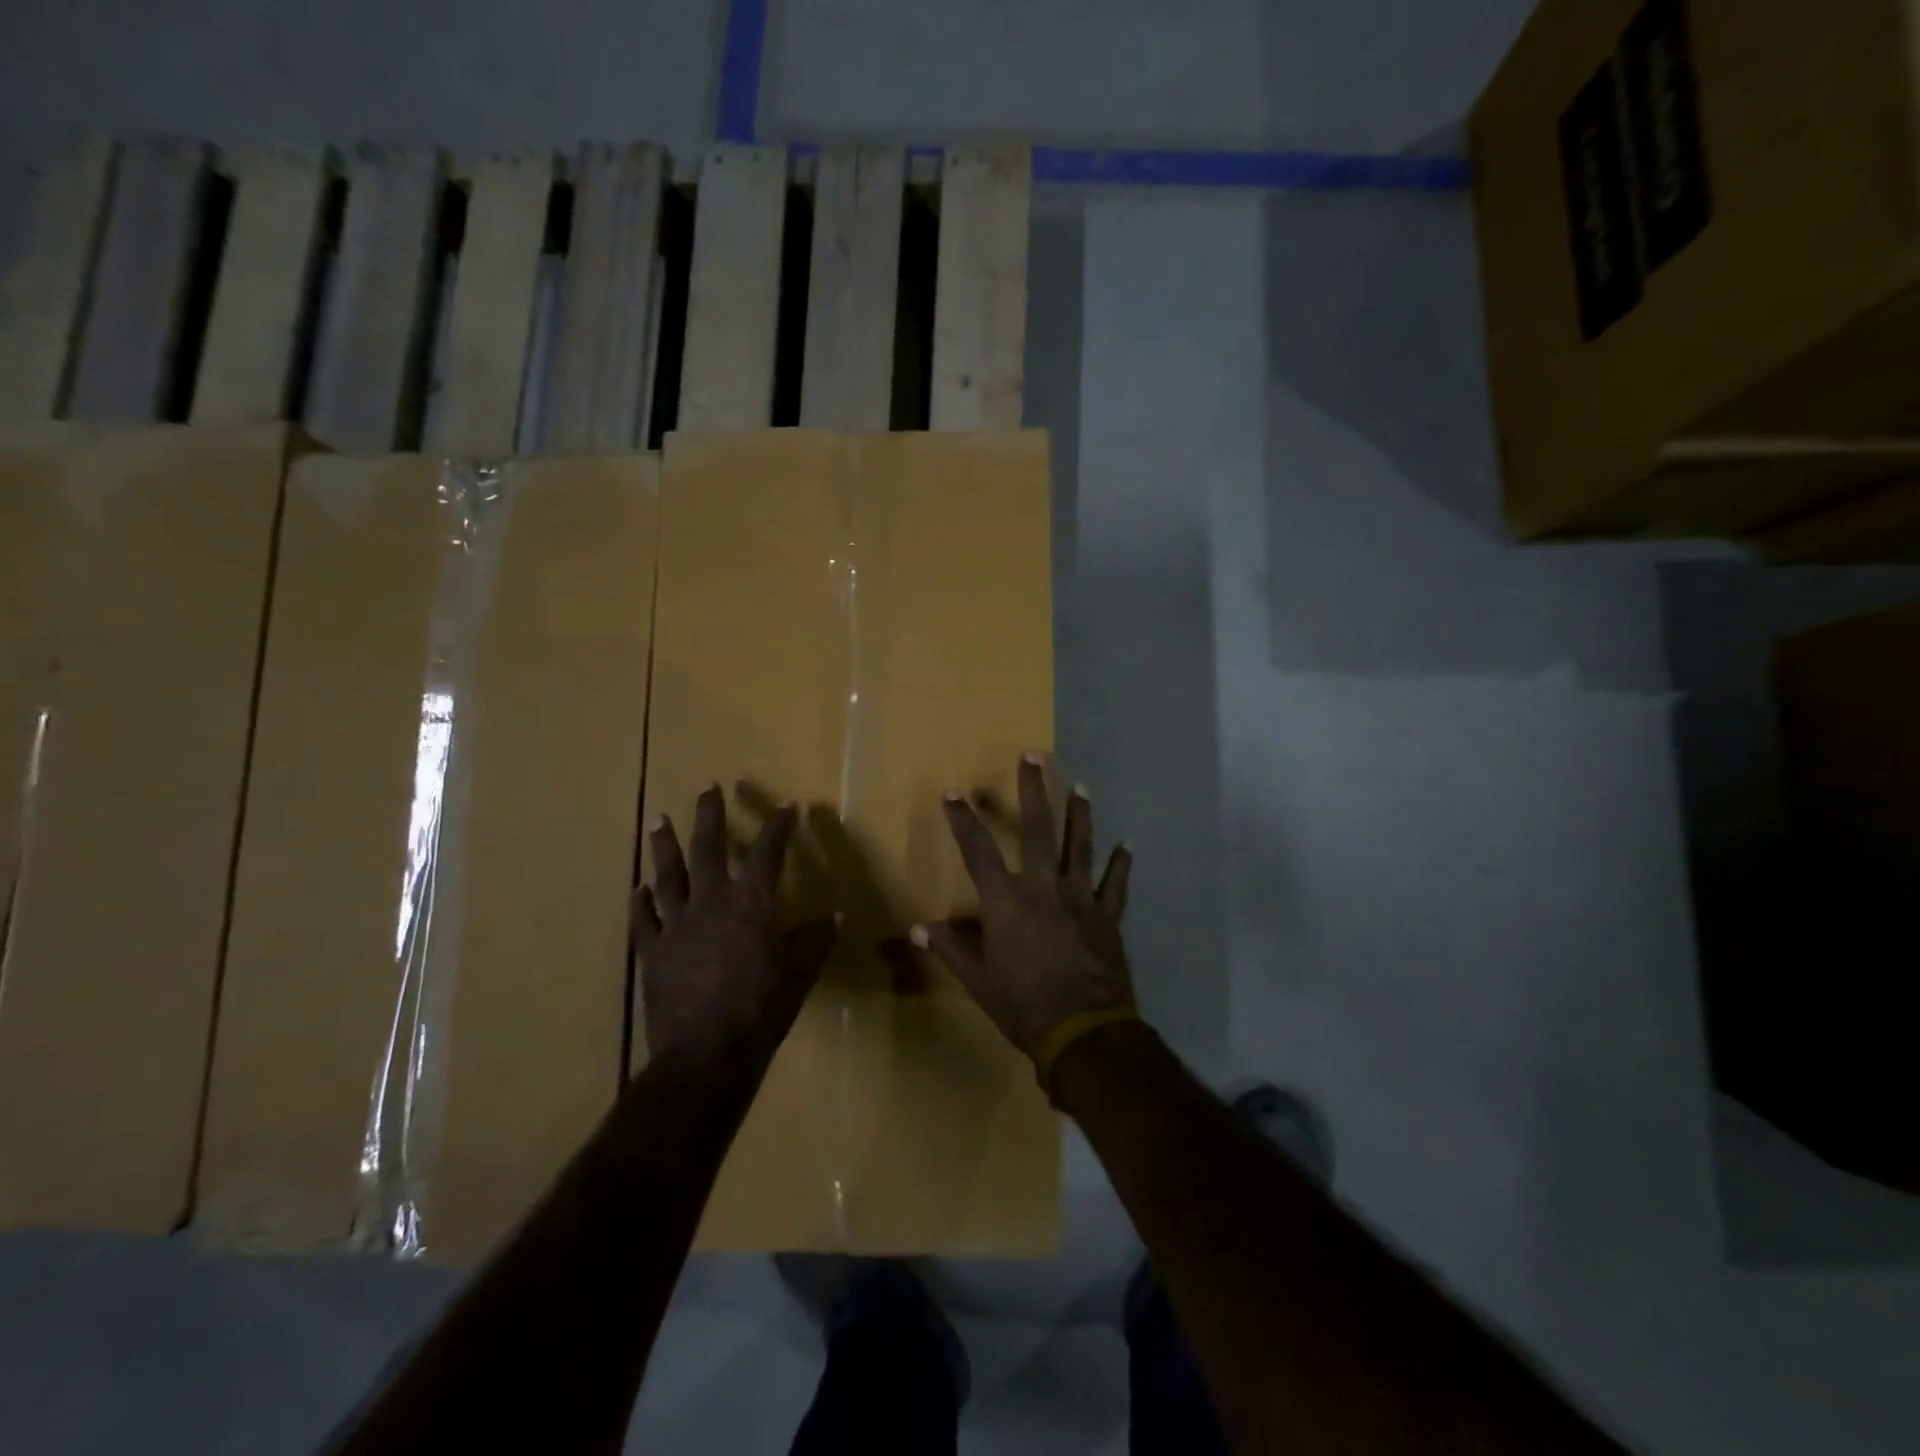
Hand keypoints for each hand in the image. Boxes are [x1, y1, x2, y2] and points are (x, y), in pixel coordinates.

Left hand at [633, 786, 836, 1067]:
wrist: (706, 1053)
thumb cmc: (762, 1009)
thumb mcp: (800, 974)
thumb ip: (815, 940)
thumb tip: (834, 917)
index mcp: (750, 904)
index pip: (767, 853)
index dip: (779, 827)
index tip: (788, 807)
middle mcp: (710, 903)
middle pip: (707, 848)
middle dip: (709, 815)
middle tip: (708, 789)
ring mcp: (676, 926)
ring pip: (667, 876)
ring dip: (664, 845)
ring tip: (658, 819)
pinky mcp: (652, 953)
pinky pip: (642, 921)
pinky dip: (640, 903)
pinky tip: (637, 889)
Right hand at [913, 753, 1134, 1062]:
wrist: (1082, 1031)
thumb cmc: (1023, 1006)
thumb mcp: (978, 981)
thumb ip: (950, 949)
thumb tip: (917, 928)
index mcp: (1006, 901)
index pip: (978, 850)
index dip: (964, 819)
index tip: (953, 793)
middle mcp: (1043, 888)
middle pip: (1038, 829)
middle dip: (1034, 790)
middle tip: (1034, 756)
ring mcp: (1080, 899)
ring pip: (1080, 846)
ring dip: (1080, 815)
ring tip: (1082, 787)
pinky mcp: (1107, 917)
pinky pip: (1116, 886)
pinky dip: (1121, 866)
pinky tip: (1126, 847)